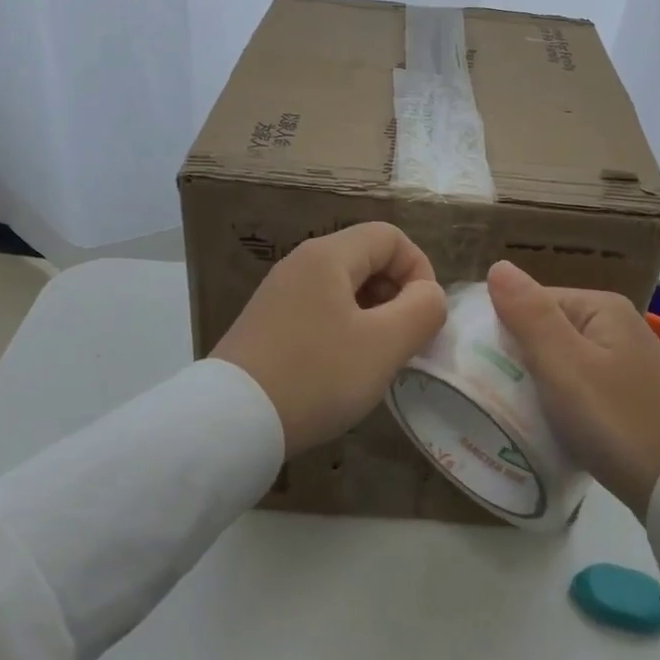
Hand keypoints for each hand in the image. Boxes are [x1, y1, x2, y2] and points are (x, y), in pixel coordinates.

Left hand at [213, 224, 447, 456]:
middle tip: (405, 341)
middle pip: (366, 258)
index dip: (419, 269)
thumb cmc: (316, 376)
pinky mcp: (267, 323)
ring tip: (377, 360)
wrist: (230, 422)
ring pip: (344, 288)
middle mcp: (301, 263)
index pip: (390, 236)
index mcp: (328, 255)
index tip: (424, 317)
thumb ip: (422, 311)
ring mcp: (279, 293)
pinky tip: (342, 370)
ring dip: (373, 316)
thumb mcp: (384, 345)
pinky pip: (320, 310)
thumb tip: (429, 295)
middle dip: (397, 294)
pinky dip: (344, 329)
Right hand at [486, 260, 659, 518]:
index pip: (533, 302)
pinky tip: (550, 424)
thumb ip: (529, 314)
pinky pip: (579, 386)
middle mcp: (617, 325)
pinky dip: (561, 401)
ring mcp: (626, 362)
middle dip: (521, 359)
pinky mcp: (629, 395)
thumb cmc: (615, 419)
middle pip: (547, 330)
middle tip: (498, 393)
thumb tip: (497, 266)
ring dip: (538, 383)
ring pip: (561, 361)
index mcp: (602, 307)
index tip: (486, 368)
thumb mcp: (563, 364)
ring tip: (518, 411)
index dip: (505, 330)